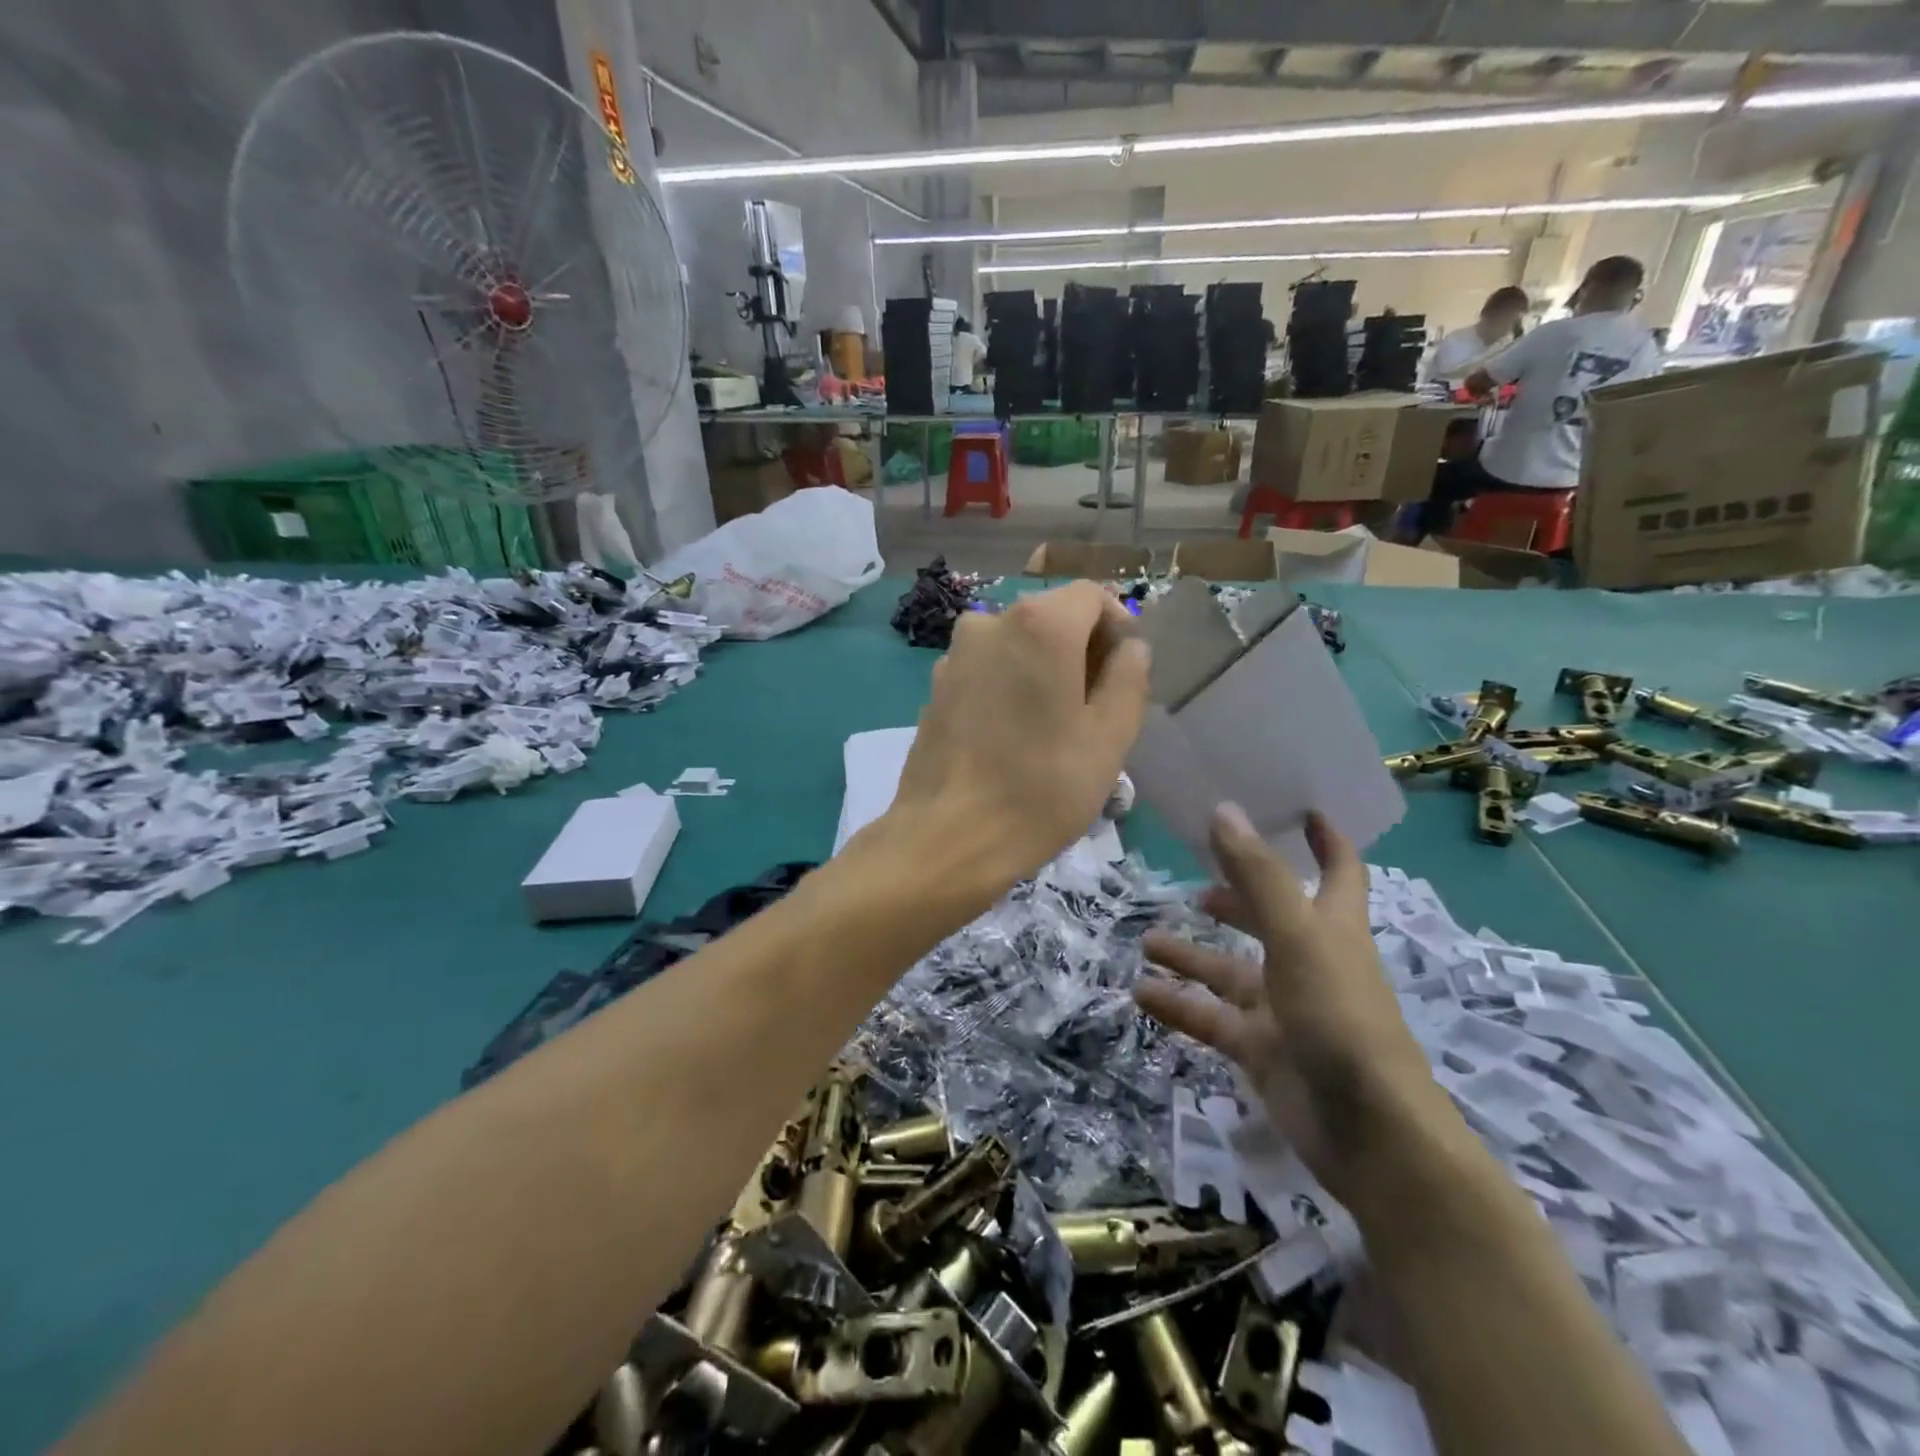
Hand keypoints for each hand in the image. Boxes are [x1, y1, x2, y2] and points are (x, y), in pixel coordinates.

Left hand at [884, 582, 1150, 893]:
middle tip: (1098, 706)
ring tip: (1055, 726)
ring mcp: (954, 655)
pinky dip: (1008, 685)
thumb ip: (1129, 678)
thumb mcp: (1110, 737)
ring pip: (1016, 645)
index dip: (1118, 626)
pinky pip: (985, 670)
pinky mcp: (935, 688)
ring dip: (1043, 670)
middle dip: (1081, 650)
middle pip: (1050, 617)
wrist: (948, 838)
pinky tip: (1012, 736)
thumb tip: (1130, 649)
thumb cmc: (1041, 788)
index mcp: (1039, 625)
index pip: (1092, 596)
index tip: (1126, 671)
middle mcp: (989, 622)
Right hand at [1134, 804, 1448, 1206]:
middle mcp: (1309, 962)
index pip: (1339, 871)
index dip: (1327, 839)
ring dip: (1191, 955)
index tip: (1303, 810)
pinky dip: (1178, 1005)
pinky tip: (1140, 992)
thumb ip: (1258, 876)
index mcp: (1332, 928)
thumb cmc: (1339, 1015)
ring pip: (1229, 972)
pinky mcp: (1261, 1050)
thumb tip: (1223, 811)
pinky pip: (1211, 1018)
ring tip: (1148, 939)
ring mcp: (1284, 1009)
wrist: (1368, 1132)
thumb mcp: (1297, 935)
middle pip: (1270, 919)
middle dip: (1236, 899)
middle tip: (1196, 883)